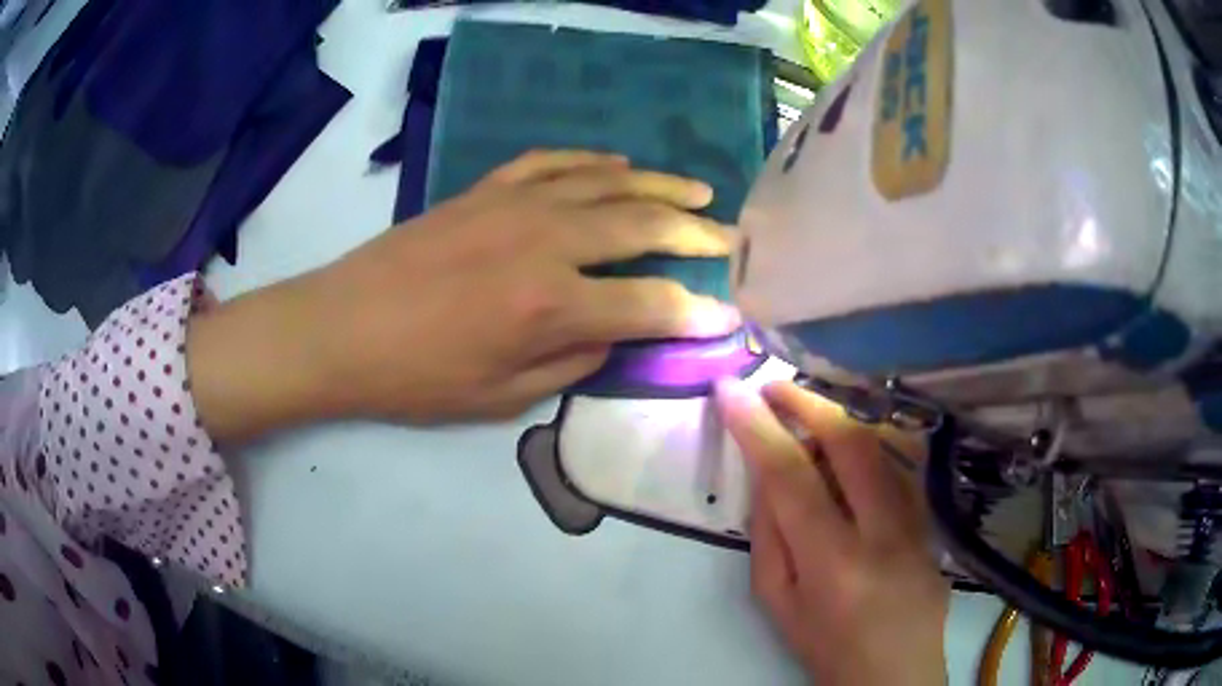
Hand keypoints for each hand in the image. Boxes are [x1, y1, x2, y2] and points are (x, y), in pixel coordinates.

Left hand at [188, 151, 739, 440]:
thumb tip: (614, 333)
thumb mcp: (500, 397)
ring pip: (608, 181)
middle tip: (731, 238)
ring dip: (659, 184)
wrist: (341, 327)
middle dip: (698, 233)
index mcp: (549, 306)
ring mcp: (515, 204)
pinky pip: (554, 162)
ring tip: (698, 190)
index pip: (651, 303)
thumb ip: (572, 363)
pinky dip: (594, 161)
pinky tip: (619, 165)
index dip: (697, 312)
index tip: (727, 316)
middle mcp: (545, 242)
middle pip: (644, 224)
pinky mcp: (487, 189)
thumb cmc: (416, 377)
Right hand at [716, 379, 948, 685]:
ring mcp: (918, 521)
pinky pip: (901, 464)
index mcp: (834, 563)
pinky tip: (850, 439)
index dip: (756, 427)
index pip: (790, 477)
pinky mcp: (933, 520)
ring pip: (883, 444)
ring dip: (840, 414)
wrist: (896, 673)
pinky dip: (870, 439)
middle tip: (772, 386)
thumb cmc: (826, 646)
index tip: (730, 391)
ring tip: (807, 406)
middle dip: (806, 401)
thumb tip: (765, 474)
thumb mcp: (778, 602)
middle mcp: (884, 532)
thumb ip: (769, 535)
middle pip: (850, 442)